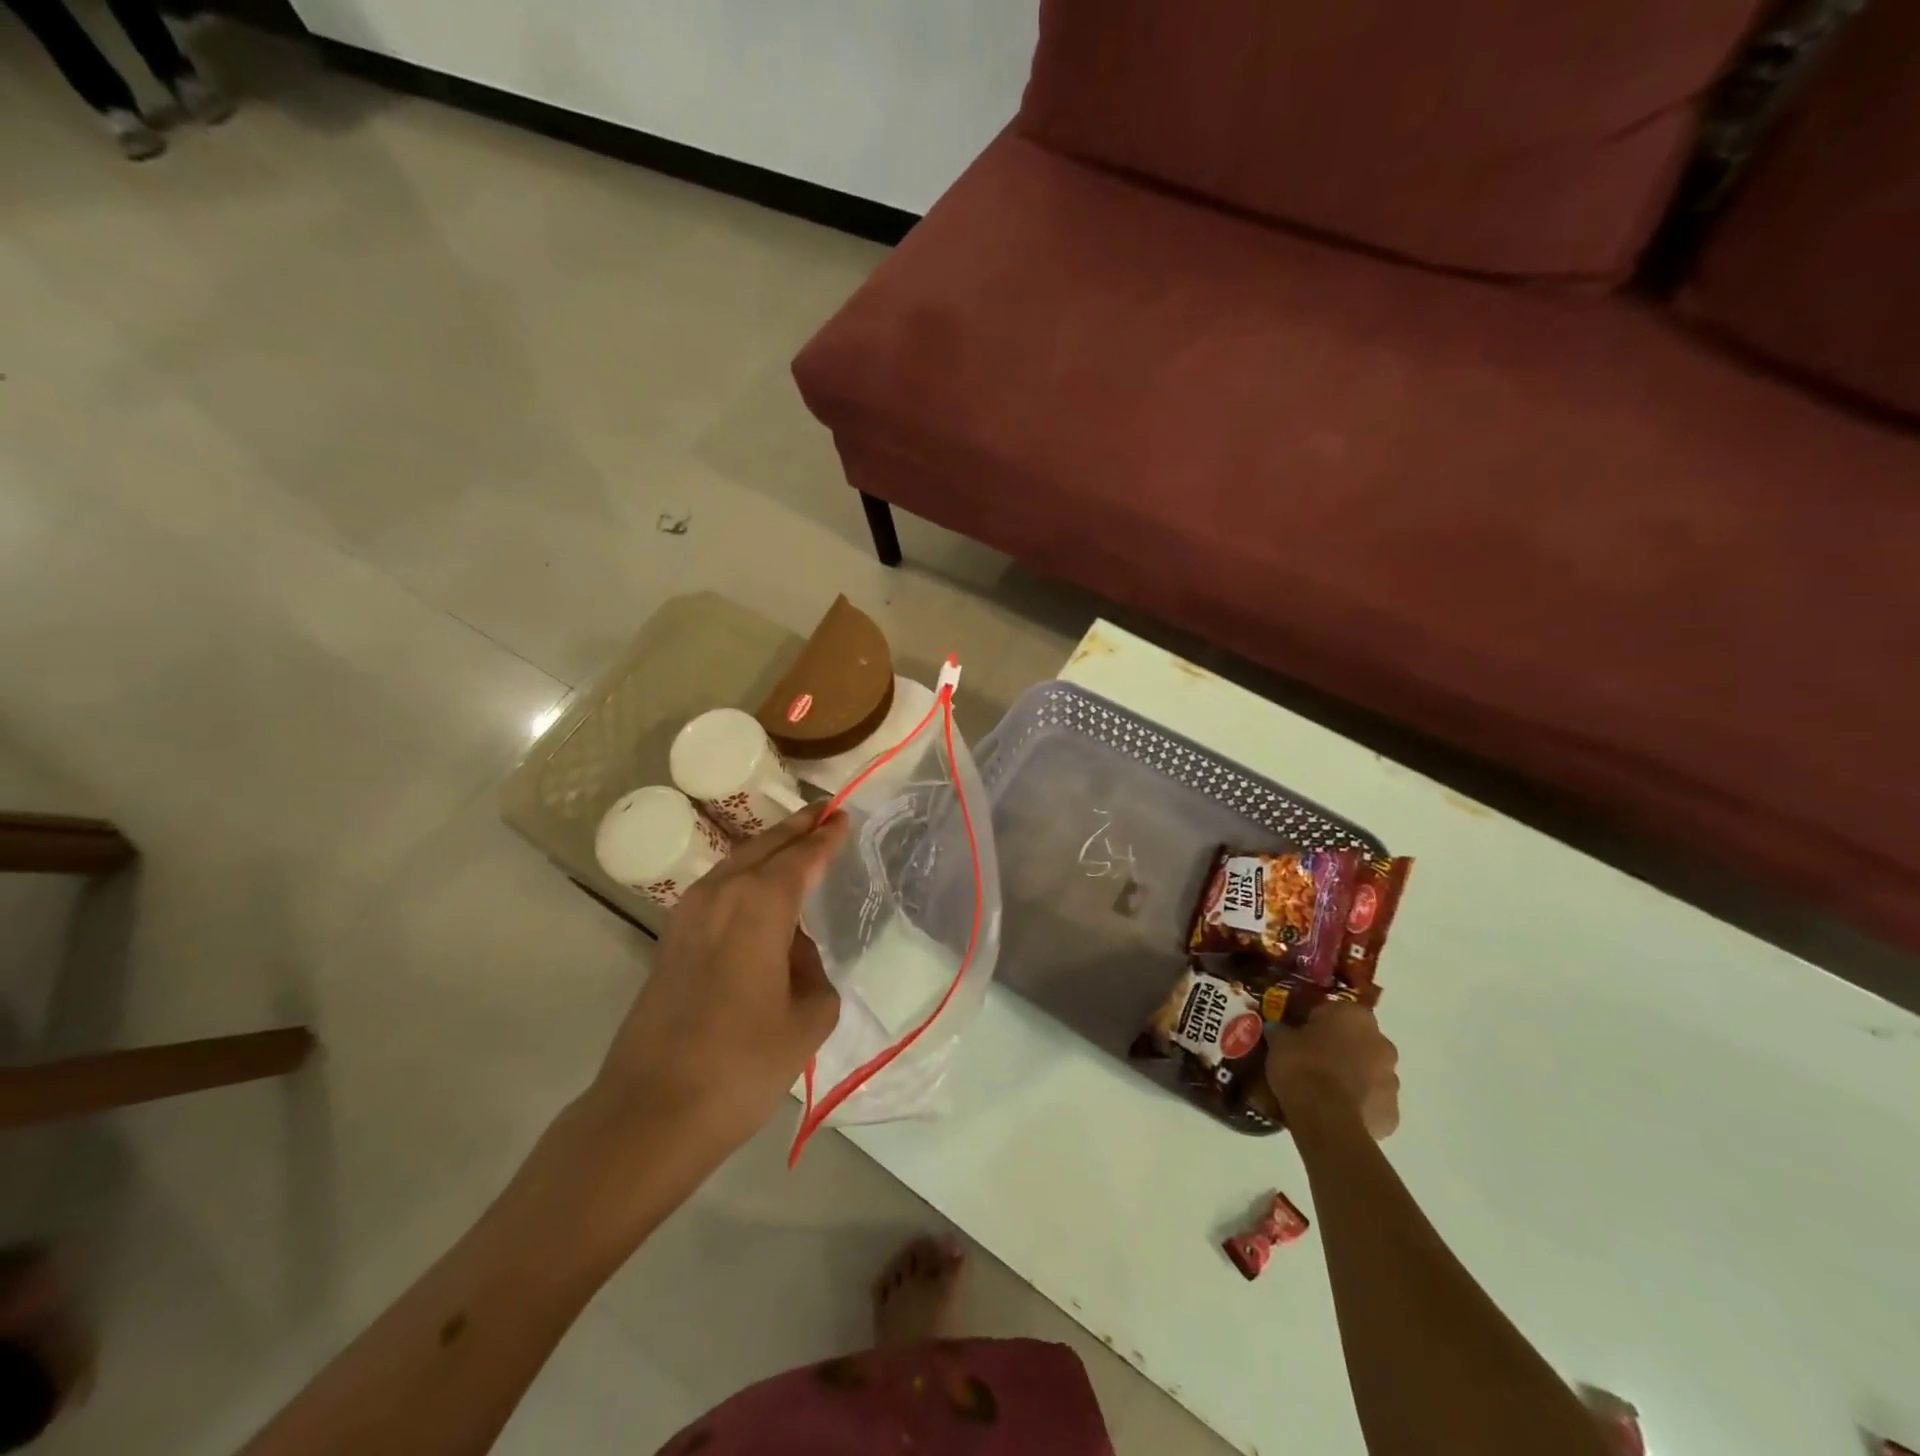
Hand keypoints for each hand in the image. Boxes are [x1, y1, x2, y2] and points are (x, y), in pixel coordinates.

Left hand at [590, 805, 849, 1155]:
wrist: (650, 1111)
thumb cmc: (742, 1063)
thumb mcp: (808, 1019)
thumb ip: (813, 973)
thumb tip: (792, 955)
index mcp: (761, 903)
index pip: (802, 856)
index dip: (825, 836)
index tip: (843, 815)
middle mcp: (722, 894)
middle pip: (765, 846)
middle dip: (796, 828)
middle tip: (823, 812)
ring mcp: (688, 915)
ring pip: (736, 863)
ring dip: (767, 849)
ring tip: (795, 844)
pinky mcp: (670, 940)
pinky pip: (718, 889)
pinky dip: (744, 876)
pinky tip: (757, 891)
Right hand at [1266, 1002, 1400, 1139]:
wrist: (1325, 1118)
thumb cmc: (1302, 1066)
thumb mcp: (1279, 1040)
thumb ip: (1284, 1030)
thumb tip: (1280, 1029)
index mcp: (1355, 1016)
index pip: (1335, 1010)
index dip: (1316, 1021)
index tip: (1299, 1033)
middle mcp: (1381, 1043)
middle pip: (1358, 1040)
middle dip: (1340, 1048)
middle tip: (1312, 1059)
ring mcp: (1392, 1080)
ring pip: (1369, 1072)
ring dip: (1352, 1076)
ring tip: (1323, 1089)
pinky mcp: (1392, 1113)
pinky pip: (1372, 1102)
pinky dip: (1358, 1104)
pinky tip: (1335, 1111)